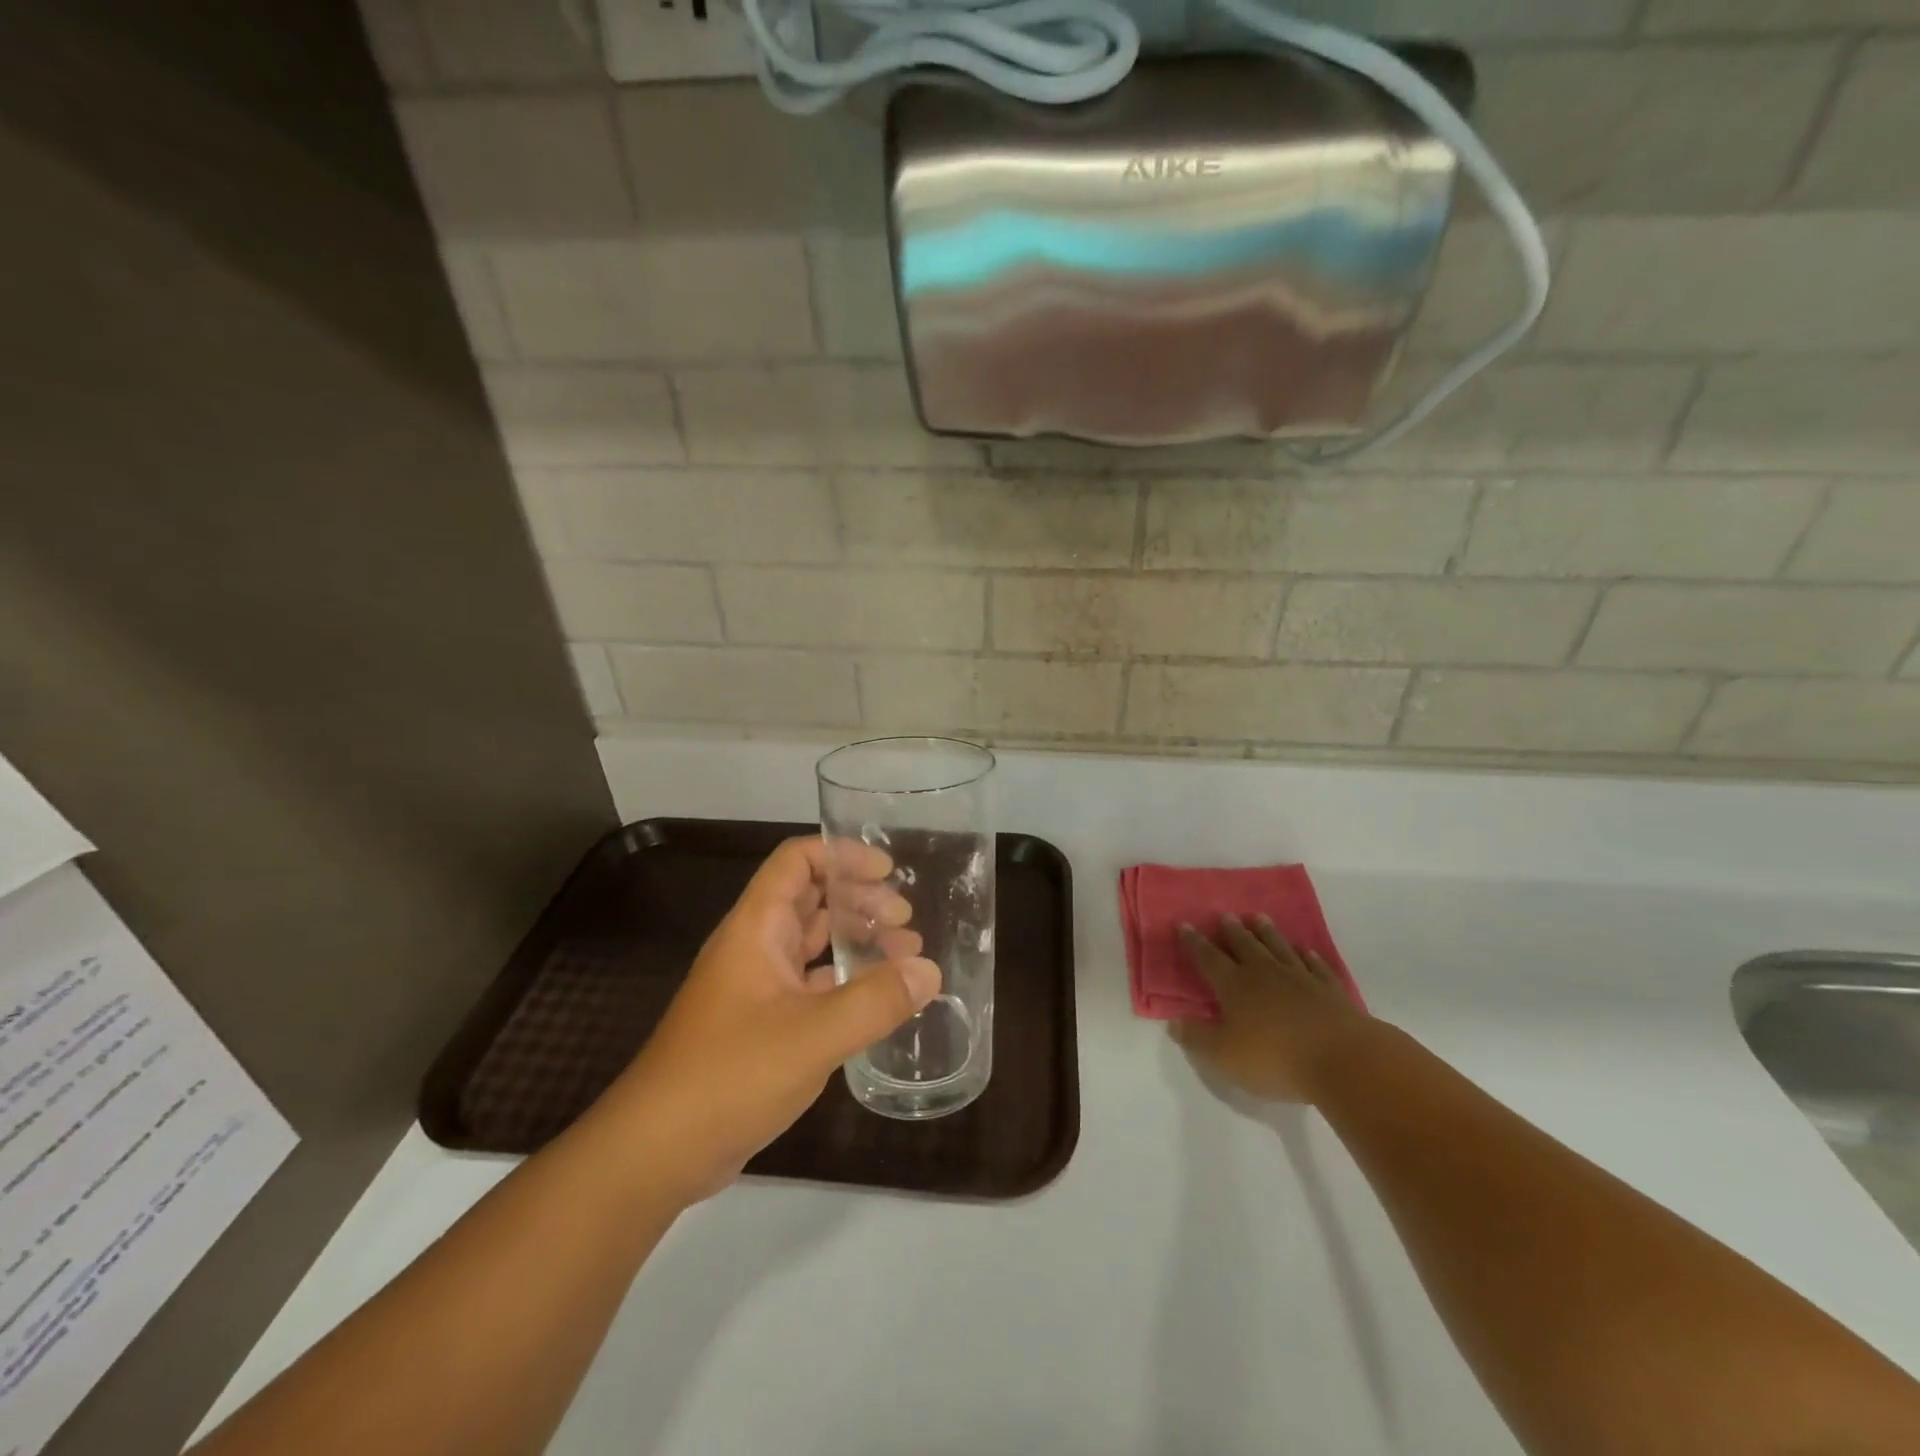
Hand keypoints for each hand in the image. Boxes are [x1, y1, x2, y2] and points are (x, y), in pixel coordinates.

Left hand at [608, 837, 939, 1201]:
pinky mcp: (761, 1026)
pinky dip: (845, 982)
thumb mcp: (812, 1036)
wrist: (656, 1152)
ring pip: (812, 944)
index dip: (842, 855)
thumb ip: (875, 1001)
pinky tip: (879, 1001)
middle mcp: (755, 948)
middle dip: (860, 899)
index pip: (796, 861)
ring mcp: (756, 988)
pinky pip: (811, 985)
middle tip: (906, 922)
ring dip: (856, 940)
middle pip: (810, 899)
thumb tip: (929, 971)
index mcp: (756, 928)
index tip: (887, 872)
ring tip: (905, 954)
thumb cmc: (729, 1076)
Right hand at [1171, 915, 1375, 1103]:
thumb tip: (1174, 1022)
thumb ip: (1197, 1038)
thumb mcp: (1223, 1056)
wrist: (1342, 1059)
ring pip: (1278, 947)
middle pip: (1245, 945)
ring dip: (1267, 932)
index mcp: (1234, 985)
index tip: (1184, 925)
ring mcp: (1300, 978)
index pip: (1208, 958)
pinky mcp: (1330, 990)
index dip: (1194, 942)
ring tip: (1259, 918)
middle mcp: (1264, 973)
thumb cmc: (1274, 1058)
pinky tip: (1305, 950)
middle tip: (1225, 915)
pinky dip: (1308, 955)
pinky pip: (1315, 965)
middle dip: (1232, 930)